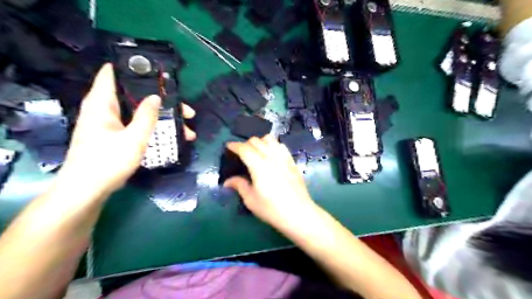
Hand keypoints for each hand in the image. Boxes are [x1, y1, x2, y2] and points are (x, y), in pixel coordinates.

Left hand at [55, 63, 196, 197]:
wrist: (87, 190)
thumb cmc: (107, 162)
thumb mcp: (133, 139)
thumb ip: (146, 117)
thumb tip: (157, 97)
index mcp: (102, 104)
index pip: (112, 74)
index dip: (133, 68)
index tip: (158, 72)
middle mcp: (105, 110)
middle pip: (135, 97)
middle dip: (161, 101)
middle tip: (184, 109)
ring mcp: (110, 124)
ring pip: (139, 113)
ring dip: (162, 118)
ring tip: (186, 128)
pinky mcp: (115, 136)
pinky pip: (137, 126)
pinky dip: (154, 128)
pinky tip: (171, 138)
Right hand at [222, 135, 316, 231]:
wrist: (298, 213)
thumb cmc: (271, 208)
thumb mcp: (251, 200)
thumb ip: (239, 185)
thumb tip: (228, 182)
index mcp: (258, 165)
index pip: (244, 148)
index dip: (234, 145)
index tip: (228, 146)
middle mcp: (271, 156)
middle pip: (256, 141)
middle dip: (245, 144)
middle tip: (241, 153)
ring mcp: (283, 157)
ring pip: (270, 139)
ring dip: (260, 142)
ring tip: (257, 152)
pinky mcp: (292, 161)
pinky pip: (281, 145)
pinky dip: (273, 145)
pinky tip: (271, 155)